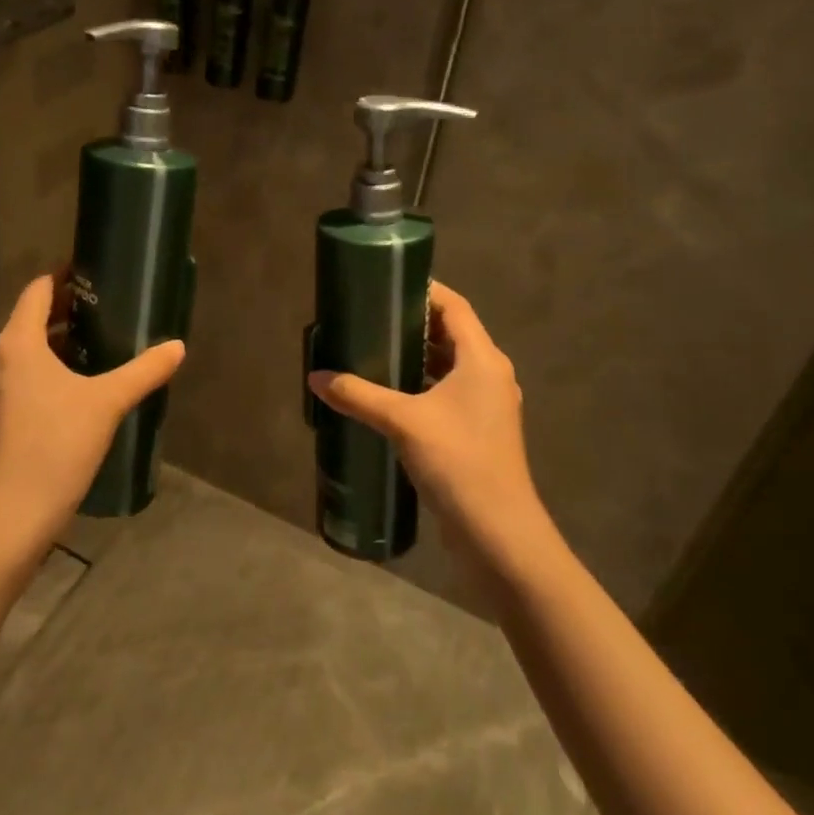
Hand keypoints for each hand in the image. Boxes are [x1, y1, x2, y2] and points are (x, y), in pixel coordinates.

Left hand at [0, 273, 185, 556]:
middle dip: (71, 306)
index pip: (39, 289)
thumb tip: (177, 347)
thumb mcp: (107, 402)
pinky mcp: (6, 411)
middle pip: (34, 315)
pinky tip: (88, 376)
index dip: (66, 275)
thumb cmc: (56, 445)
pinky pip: (31, 370)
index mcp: (18, 342)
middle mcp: (2, 356)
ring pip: (32, 346)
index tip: (99, 272)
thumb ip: (144, 370)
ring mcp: (0, 386)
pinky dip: (56, 362)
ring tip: (106, 335)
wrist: (16, 513)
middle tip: (112, 303)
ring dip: (64, 336)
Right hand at [306, 281, 544, 559]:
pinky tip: (390, 395)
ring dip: (418, 356)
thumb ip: (358, 395)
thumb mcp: (402, 422)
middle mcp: (491, 375)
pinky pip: (449, 392)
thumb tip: (315, 378)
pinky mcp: (480, 430)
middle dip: (414, 323)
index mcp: (482, 360)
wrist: (498, 532)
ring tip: (375, 350)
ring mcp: (488, 405)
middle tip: (372, 316)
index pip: (455, 307)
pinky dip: (423, 384)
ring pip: (450, 365)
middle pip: (453, 333)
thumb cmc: (458, 461)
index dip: (425, 290)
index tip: (388, 282)